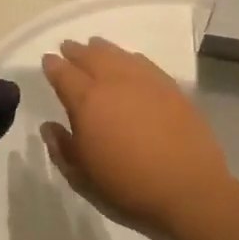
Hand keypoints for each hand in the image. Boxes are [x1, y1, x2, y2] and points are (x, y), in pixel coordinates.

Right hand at [40, 38, 236, 237]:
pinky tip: (130, 61)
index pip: (63, 74)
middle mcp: (114, 83)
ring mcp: (146, 83)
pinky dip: (130, 58)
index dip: (52, 65)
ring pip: (118, 55)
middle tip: (68, 47)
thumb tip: (49, 126)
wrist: (190, 193)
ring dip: (102, 49)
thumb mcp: (81, 177)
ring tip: (95, 46)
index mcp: (87, 102)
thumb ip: (61, 149)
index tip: (48, 60)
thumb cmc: (127, 188)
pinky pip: (144, 63)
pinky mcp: (172, 89)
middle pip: (91, 56)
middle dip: (76, 51)